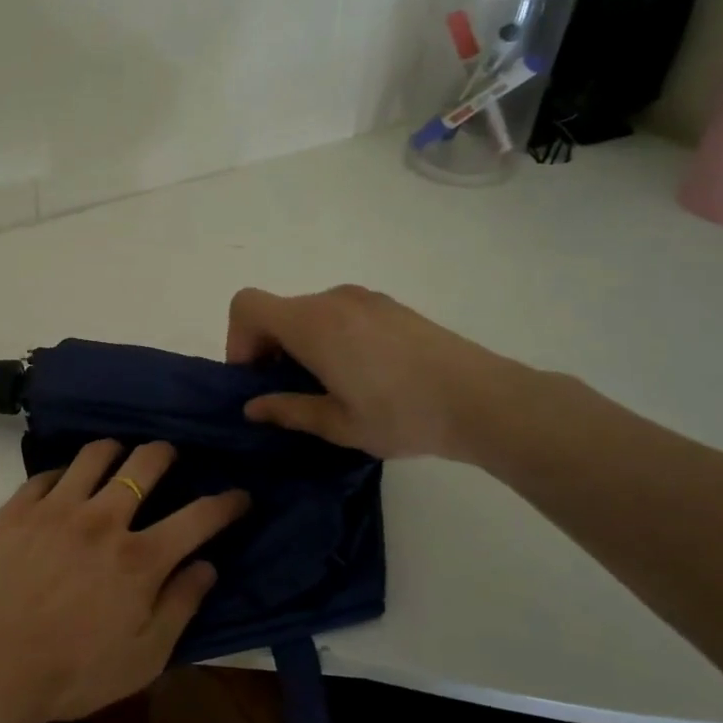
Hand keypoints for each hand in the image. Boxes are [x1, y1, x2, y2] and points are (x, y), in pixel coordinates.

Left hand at [0, 440, 247, 722]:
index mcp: (140, 558)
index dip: (227, 502)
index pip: (199, 517)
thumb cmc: (70, 673)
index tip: (239, 495)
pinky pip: (48, 473)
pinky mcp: (18, 508)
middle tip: (170, 457)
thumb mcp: (142, 658)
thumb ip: (180, 606)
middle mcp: (103, 519)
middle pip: (145, 463)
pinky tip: (65, 483)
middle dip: (167, 453)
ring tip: (119, 455)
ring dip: (116, 449)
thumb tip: (207, 566)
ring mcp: (56, 508)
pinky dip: (65, 473)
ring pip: (95, 455)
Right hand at [226, 285, 526, 461]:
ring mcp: (365, 299)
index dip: (238, 340)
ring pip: (309, 312)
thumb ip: (288, 410)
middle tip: (289, 393)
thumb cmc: (402, 415)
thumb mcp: (338, 424)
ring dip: (300, 343)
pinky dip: (330, 337)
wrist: (484, 400)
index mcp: (312, 324)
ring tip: (329, 387)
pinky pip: (339, 313)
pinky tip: (362, 375)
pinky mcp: (390, 306)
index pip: (247, 306)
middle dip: (269, 348)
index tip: (257, 378)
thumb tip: (253, 407)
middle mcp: (333, 300)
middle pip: (277, 310)